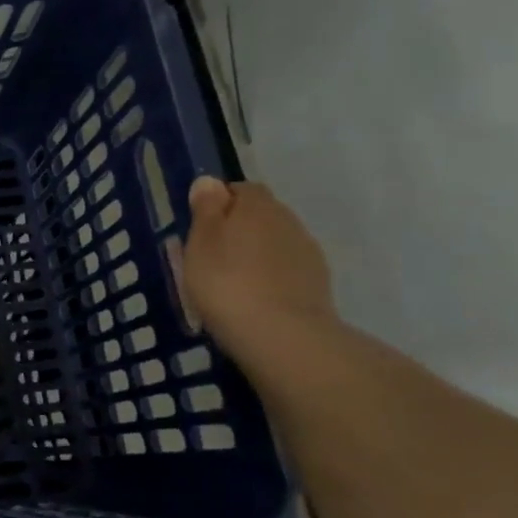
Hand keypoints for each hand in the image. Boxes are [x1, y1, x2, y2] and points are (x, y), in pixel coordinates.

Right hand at [183, 177, 338, 366]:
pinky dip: (271, 277)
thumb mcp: (200, 242)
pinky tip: (254, 298)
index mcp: (257, 205)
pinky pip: (287, 270)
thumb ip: (206, 209)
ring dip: (256, 254)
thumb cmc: (226, 282)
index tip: (200, 227)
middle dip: (239, 229)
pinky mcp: (317, 284)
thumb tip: (210, 182)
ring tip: (232, 281)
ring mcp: (307, 253)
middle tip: (211, 256)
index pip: (240, 189)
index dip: (219, 203)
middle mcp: (288, 220)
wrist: (281, 335)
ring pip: (275, 243)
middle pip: (260, 215)